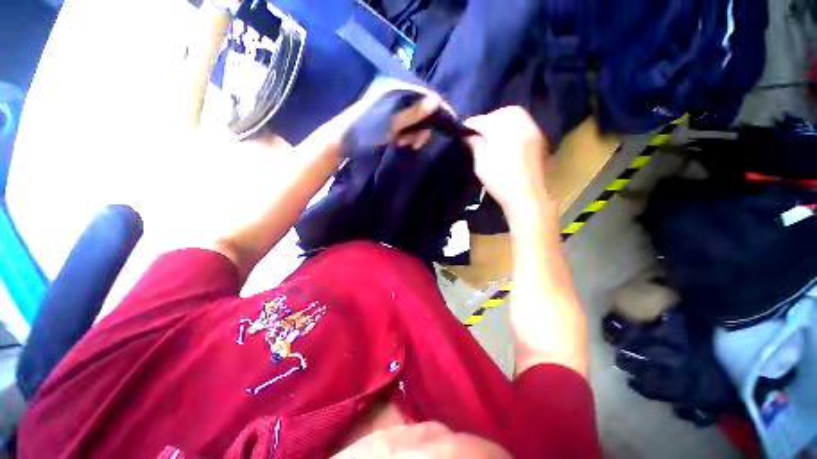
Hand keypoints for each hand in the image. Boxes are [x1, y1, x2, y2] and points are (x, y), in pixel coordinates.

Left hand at [335, 78, 452, 152]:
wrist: (343, 141)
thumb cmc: (365, 129)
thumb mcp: (390, 123)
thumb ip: (412, 113)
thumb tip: (436, 101)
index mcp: (395, 88)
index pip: (424, 93)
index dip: (437, 106)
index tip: (449, 121)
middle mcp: (395, 95)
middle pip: (421, 108)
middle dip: (423, 126)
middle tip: (418, 143)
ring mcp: (392, 108)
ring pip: (414, 120)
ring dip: (415, 134)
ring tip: (407, 144)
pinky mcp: (389, 120)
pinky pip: (406, 127)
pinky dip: (407, 136)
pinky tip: (401, 143)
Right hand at [464, 106, 551, 222]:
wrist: (528, 198)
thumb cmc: (501, 181)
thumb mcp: (482, 163)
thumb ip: (475, 144)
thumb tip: (469, 135)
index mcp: (506, 131)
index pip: (485, 120)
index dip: (472, 124)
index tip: (463, 130)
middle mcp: (523, 126)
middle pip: (504, 113)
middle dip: (490, 119)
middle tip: (479, 132)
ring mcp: (534, 133)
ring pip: (517, 118)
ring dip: (502, 123)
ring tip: (492, 136)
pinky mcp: (540, 143)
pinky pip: (525, 126)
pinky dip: (513, 129)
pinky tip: (507, 141)